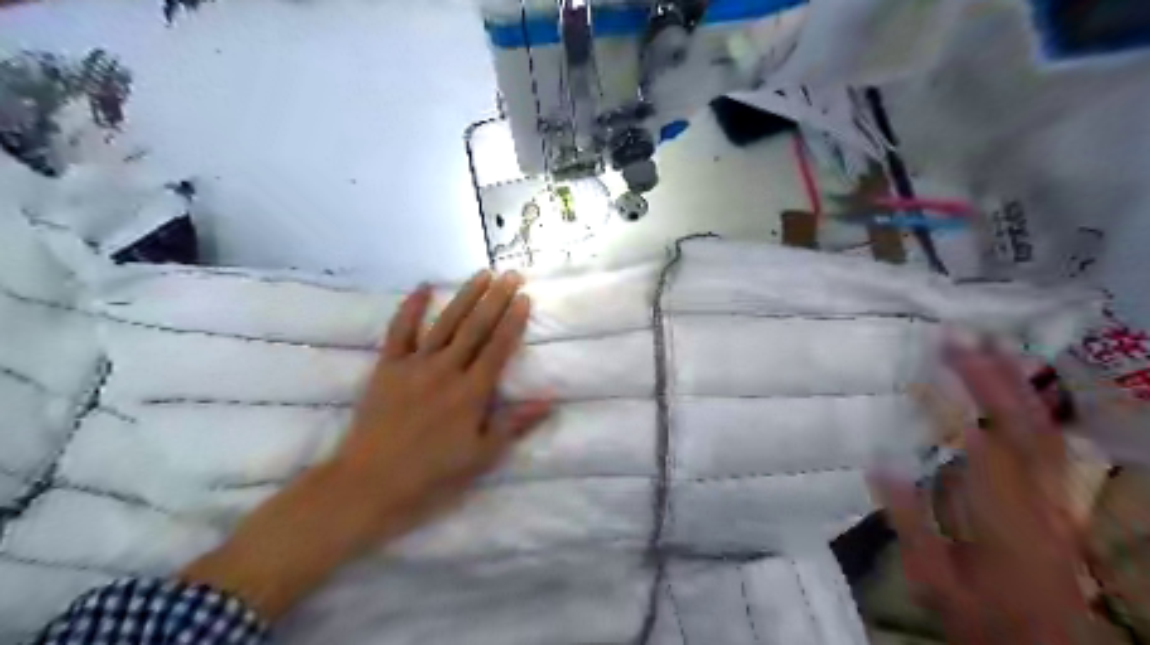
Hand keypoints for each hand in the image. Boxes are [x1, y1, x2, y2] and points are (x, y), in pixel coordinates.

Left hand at [184, 270, 552, 618]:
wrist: (369, 483)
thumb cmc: (431, 475)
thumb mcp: (481, 456)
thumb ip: (514, 424)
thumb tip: (550, 400)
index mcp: (471, 392)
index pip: (499, 348)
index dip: (513, 321)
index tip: (525, 297)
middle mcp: (446, 370)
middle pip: (476, 327)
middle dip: (496, 299)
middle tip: (511, 275)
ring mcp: (414, 365)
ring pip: (446, 323)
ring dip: (465, 296)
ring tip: (482, 274)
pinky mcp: (387, 366)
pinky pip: (399, 330)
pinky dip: (411, 307)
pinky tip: (424, 287)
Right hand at [877, 345, 1098, 644]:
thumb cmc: (981, 612)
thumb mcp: (932, 576)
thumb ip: (908, 518)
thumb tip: (877, 461)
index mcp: (1001, 518)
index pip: (980, 445)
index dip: (955, 402)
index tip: (924, 367)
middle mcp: (1038, 498)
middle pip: (1022, 426)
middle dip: (990, 375)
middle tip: (956, 336)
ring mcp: (1056, 495)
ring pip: (1044, 428)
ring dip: (1016, 381)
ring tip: (987, 343)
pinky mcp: (1059, 495)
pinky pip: (1051, 440)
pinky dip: (1032, 404)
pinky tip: (1014, 384)